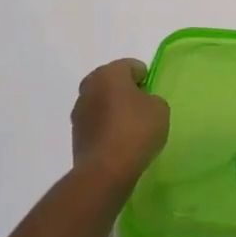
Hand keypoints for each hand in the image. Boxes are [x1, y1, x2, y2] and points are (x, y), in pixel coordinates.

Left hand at [71, 59, 169, 189]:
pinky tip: (118, 142)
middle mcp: (90, 87)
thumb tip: (142, 103)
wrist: (106, 171)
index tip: (152, 94)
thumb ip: (152, 99)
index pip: (130, 66)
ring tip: (129, 128)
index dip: (144, 78)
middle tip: (141, 107)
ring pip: (100, 102)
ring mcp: (79, 111)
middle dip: (125, 90)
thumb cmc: (136, 131)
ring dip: (112, 109)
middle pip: (111, 81)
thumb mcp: (160, 109)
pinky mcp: (75, 134)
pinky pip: (95, 123)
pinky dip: (105, 127)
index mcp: (110, 73)